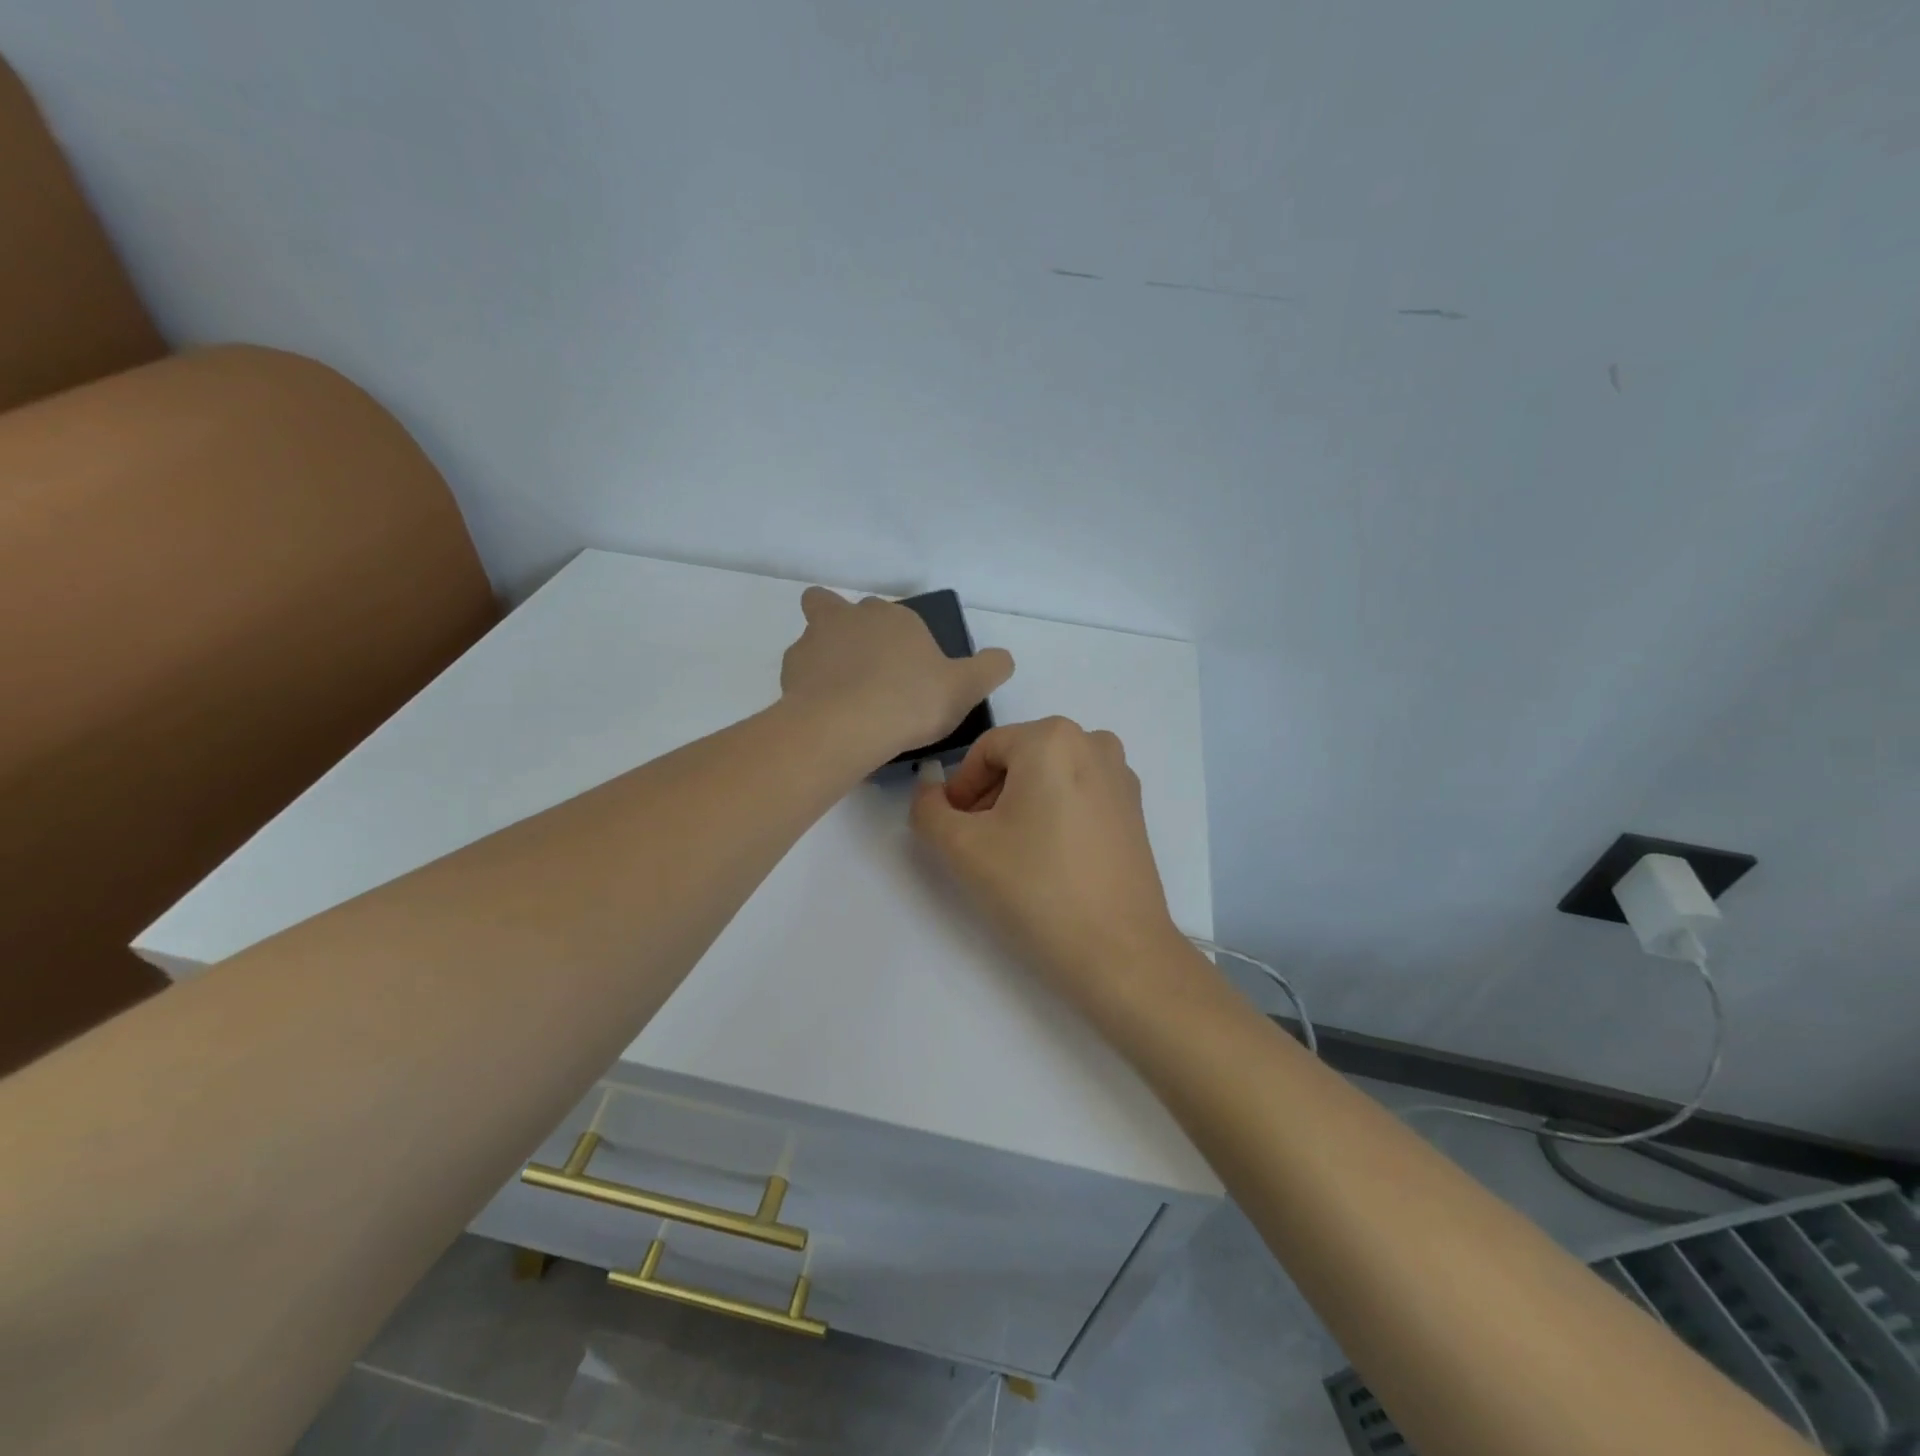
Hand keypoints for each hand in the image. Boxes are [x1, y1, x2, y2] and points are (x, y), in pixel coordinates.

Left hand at [780, 588, 1013, 766]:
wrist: (848, 726)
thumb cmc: (912, 700)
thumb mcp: (967, 687)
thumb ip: (990, 668)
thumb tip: (1002, 658)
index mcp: (894, 616)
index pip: (896, 616)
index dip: (901, 640)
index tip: (910, 673)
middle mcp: (851, 617)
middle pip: (838, 607)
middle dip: (847, 628)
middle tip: (865, 670)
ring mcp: (814, 640)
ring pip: (814, 636)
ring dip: (824, 657)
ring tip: (842, 698)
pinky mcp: (789, 670)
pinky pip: (799, 672)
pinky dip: (809, 686)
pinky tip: (825, 714)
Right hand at [909, 717, 1186, 1009]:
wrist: (1118, 950)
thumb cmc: (1036, 888)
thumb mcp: (962, 847)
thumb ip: (929, 810)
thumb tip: (929, 790)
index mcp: (1053, 738)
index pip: (984, 751)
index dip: (960, 790)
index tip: (953, 831)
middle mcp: (1093, 742)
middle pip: (1019, 760)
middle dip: (990, 797)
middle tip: (977, 845)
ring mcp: (1121, 776)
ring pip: (1049, 778)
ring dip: (1021, 807)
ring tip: (1011, 855)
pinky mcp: (1135, 809)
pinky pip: (1079, 796)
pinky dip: (1054, 816)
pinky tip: (1047, 860)